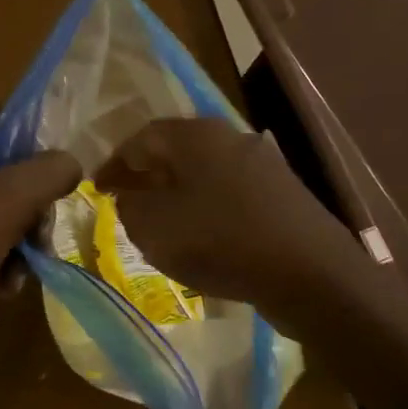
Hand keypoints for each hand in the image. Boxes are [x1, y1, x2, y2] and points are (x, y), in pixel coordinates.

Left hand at [0, 112, 80, 376]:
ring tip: (25, 270)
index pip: (10, 122)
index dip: (41, 148)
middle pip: (11, 170)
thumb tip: (72, 165)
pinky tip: (6, 286)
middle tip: (42, 236)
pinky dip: (1, 258)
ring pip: (2, 208)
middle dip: (34, 208)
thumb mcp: (11, 197)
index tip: (62, 181)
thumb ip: (52, 171)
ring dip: (22, 240)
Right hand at [95, 117, 368, 333]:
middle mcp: (230, 137)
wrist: (310, 273)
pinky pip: (230, 193)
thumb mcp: (155, 228)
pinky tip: (202, 236)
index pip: (142, 137)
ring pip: (204, 173)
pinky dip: (206, 208)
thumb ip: (130, 207)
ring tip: (160, 222)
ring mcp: (262, 164)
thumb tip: (130, 197)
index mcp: (196, 135)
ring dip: (177, 193)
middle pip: (176, 151)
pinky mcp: (282, 194)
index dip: (115, 163)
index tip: (97, 188)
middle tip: (126, 201)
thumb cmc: (221, 242)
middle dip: (147, 175)